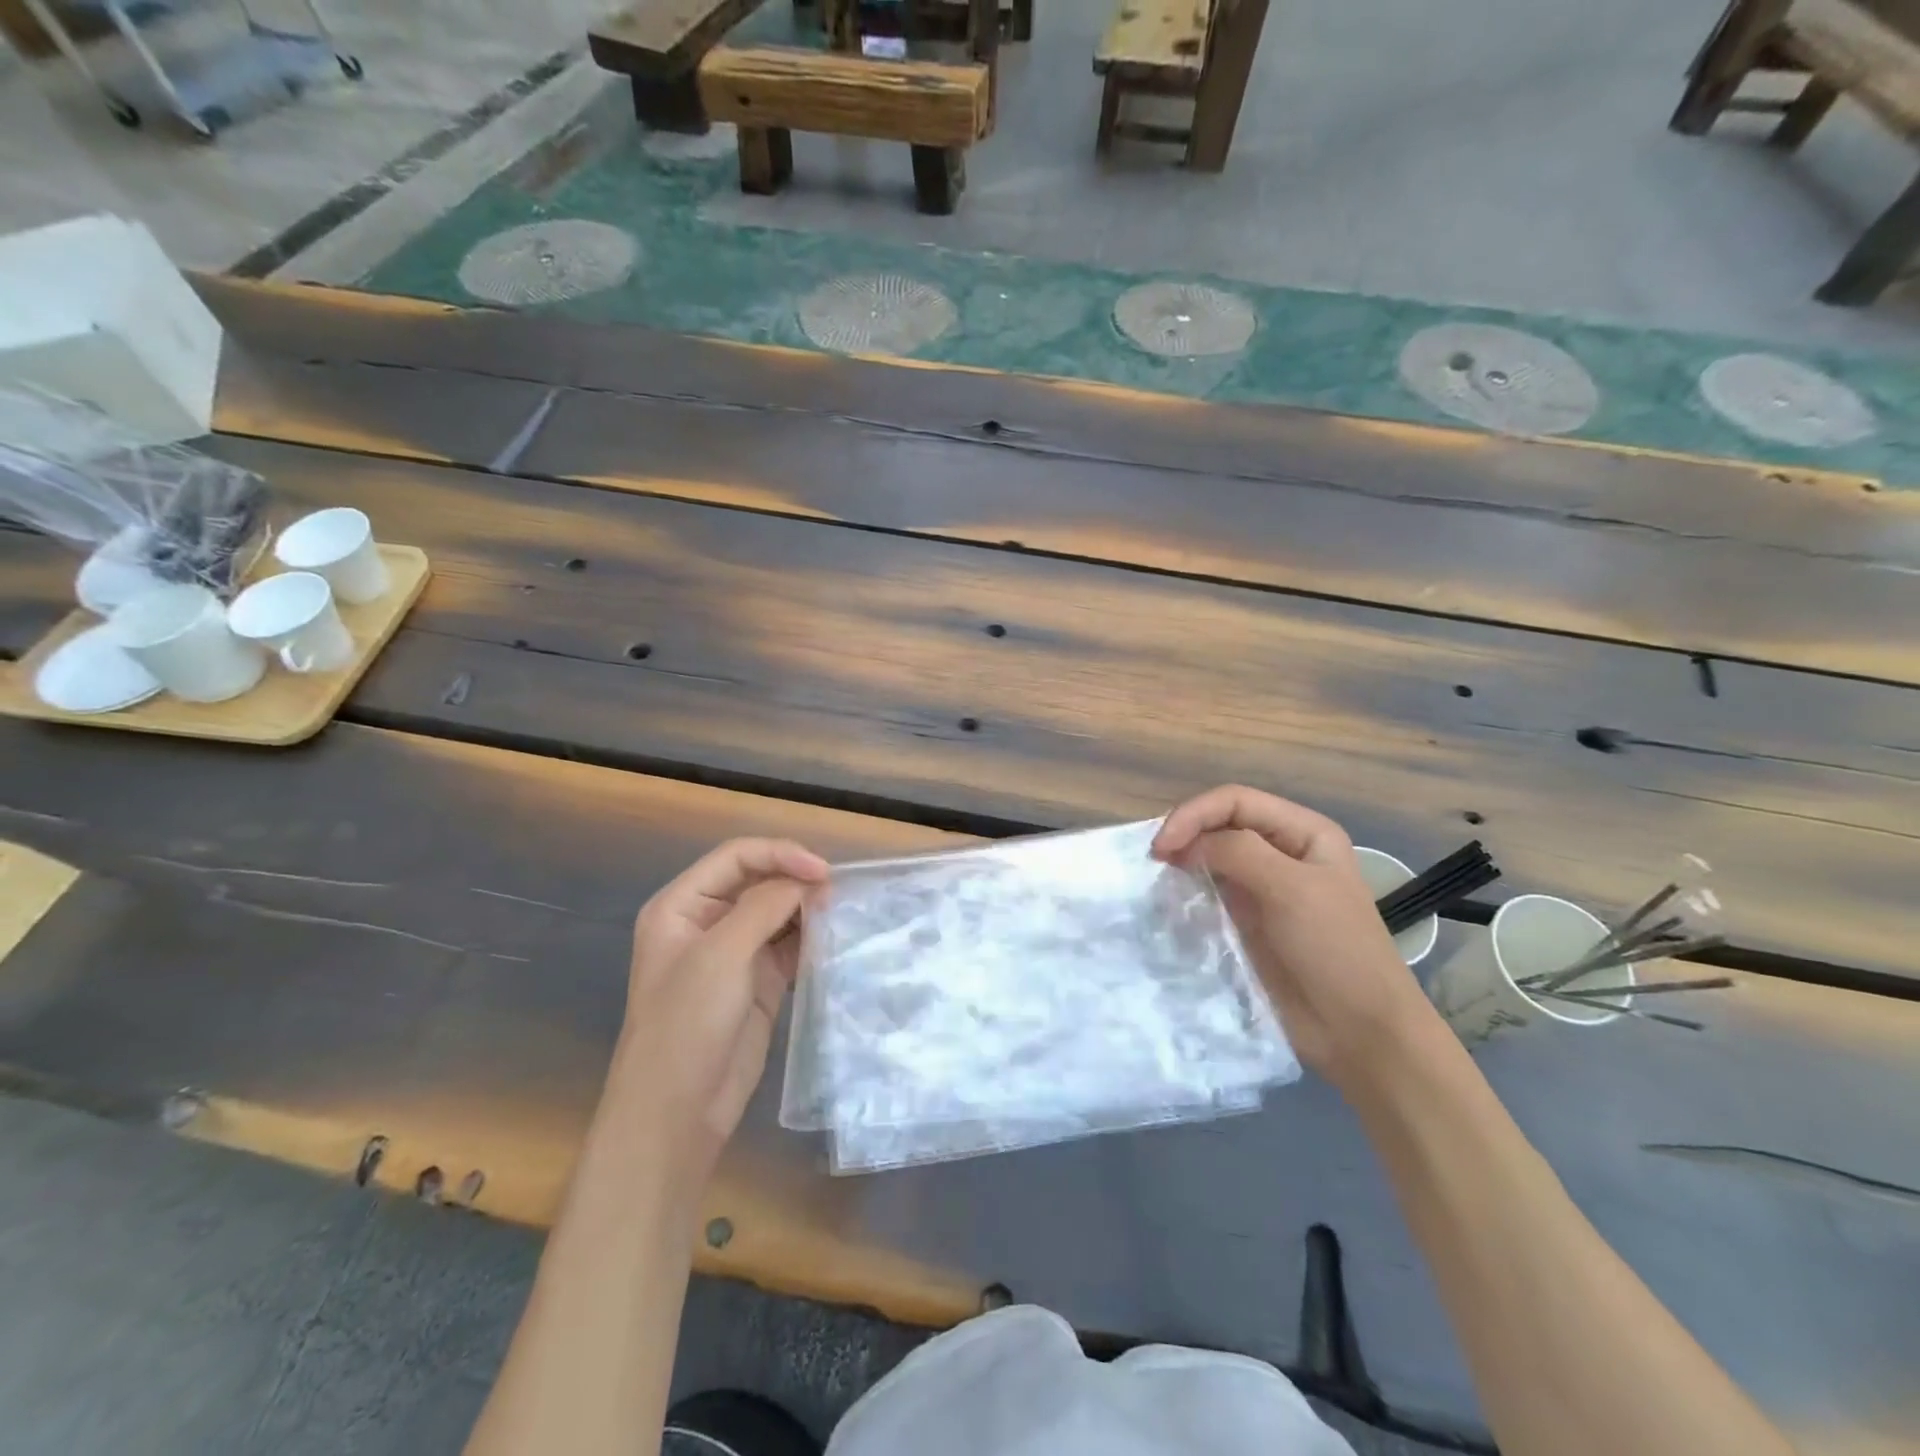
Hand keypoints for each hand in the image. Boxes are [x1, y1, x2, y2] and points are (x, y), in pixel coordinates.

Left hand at [612, 838, 829, 1171]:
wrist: (677, 1112)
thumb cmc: (687, 1023)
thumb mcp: (721, 955)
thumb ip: (764, 907)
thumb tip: (807, 880)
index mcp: (682, 905)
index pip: (736, 857)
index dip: (780, 854)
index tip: (822, 870)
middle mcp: (707, 921)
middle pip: (759, 880)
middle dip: (796, 879)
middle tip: (836, 891)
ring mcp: (734, 952)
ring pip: (778, 912)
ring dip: (807, 908)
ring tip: (840, 911)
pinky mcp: (758, 981)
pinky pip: (789, 945)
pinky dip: (811, 937)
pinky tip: (833, 937)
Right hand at [1153, 785, 1443, 1090]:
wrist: (1359, 1032)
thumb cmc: (1334, 950)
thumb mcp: (1290, 889)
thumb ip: (1237, 852)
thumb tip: (1183, 845)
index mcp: (1304, 832)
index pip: (1235, 801)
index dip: (1194, 814)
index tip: (1162, 846)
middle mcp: (1284, 851)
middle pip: (1221, 823)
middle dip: (1186, 833)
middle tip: (1153, 861)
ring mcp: (1265, 886)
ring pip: (1212, 856)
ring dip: (1184, 859)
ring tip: (1157, 876)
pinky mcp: (1249, 919)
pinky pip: (1211, 890)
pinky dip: (1188, 888)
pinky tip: (1172, 899)